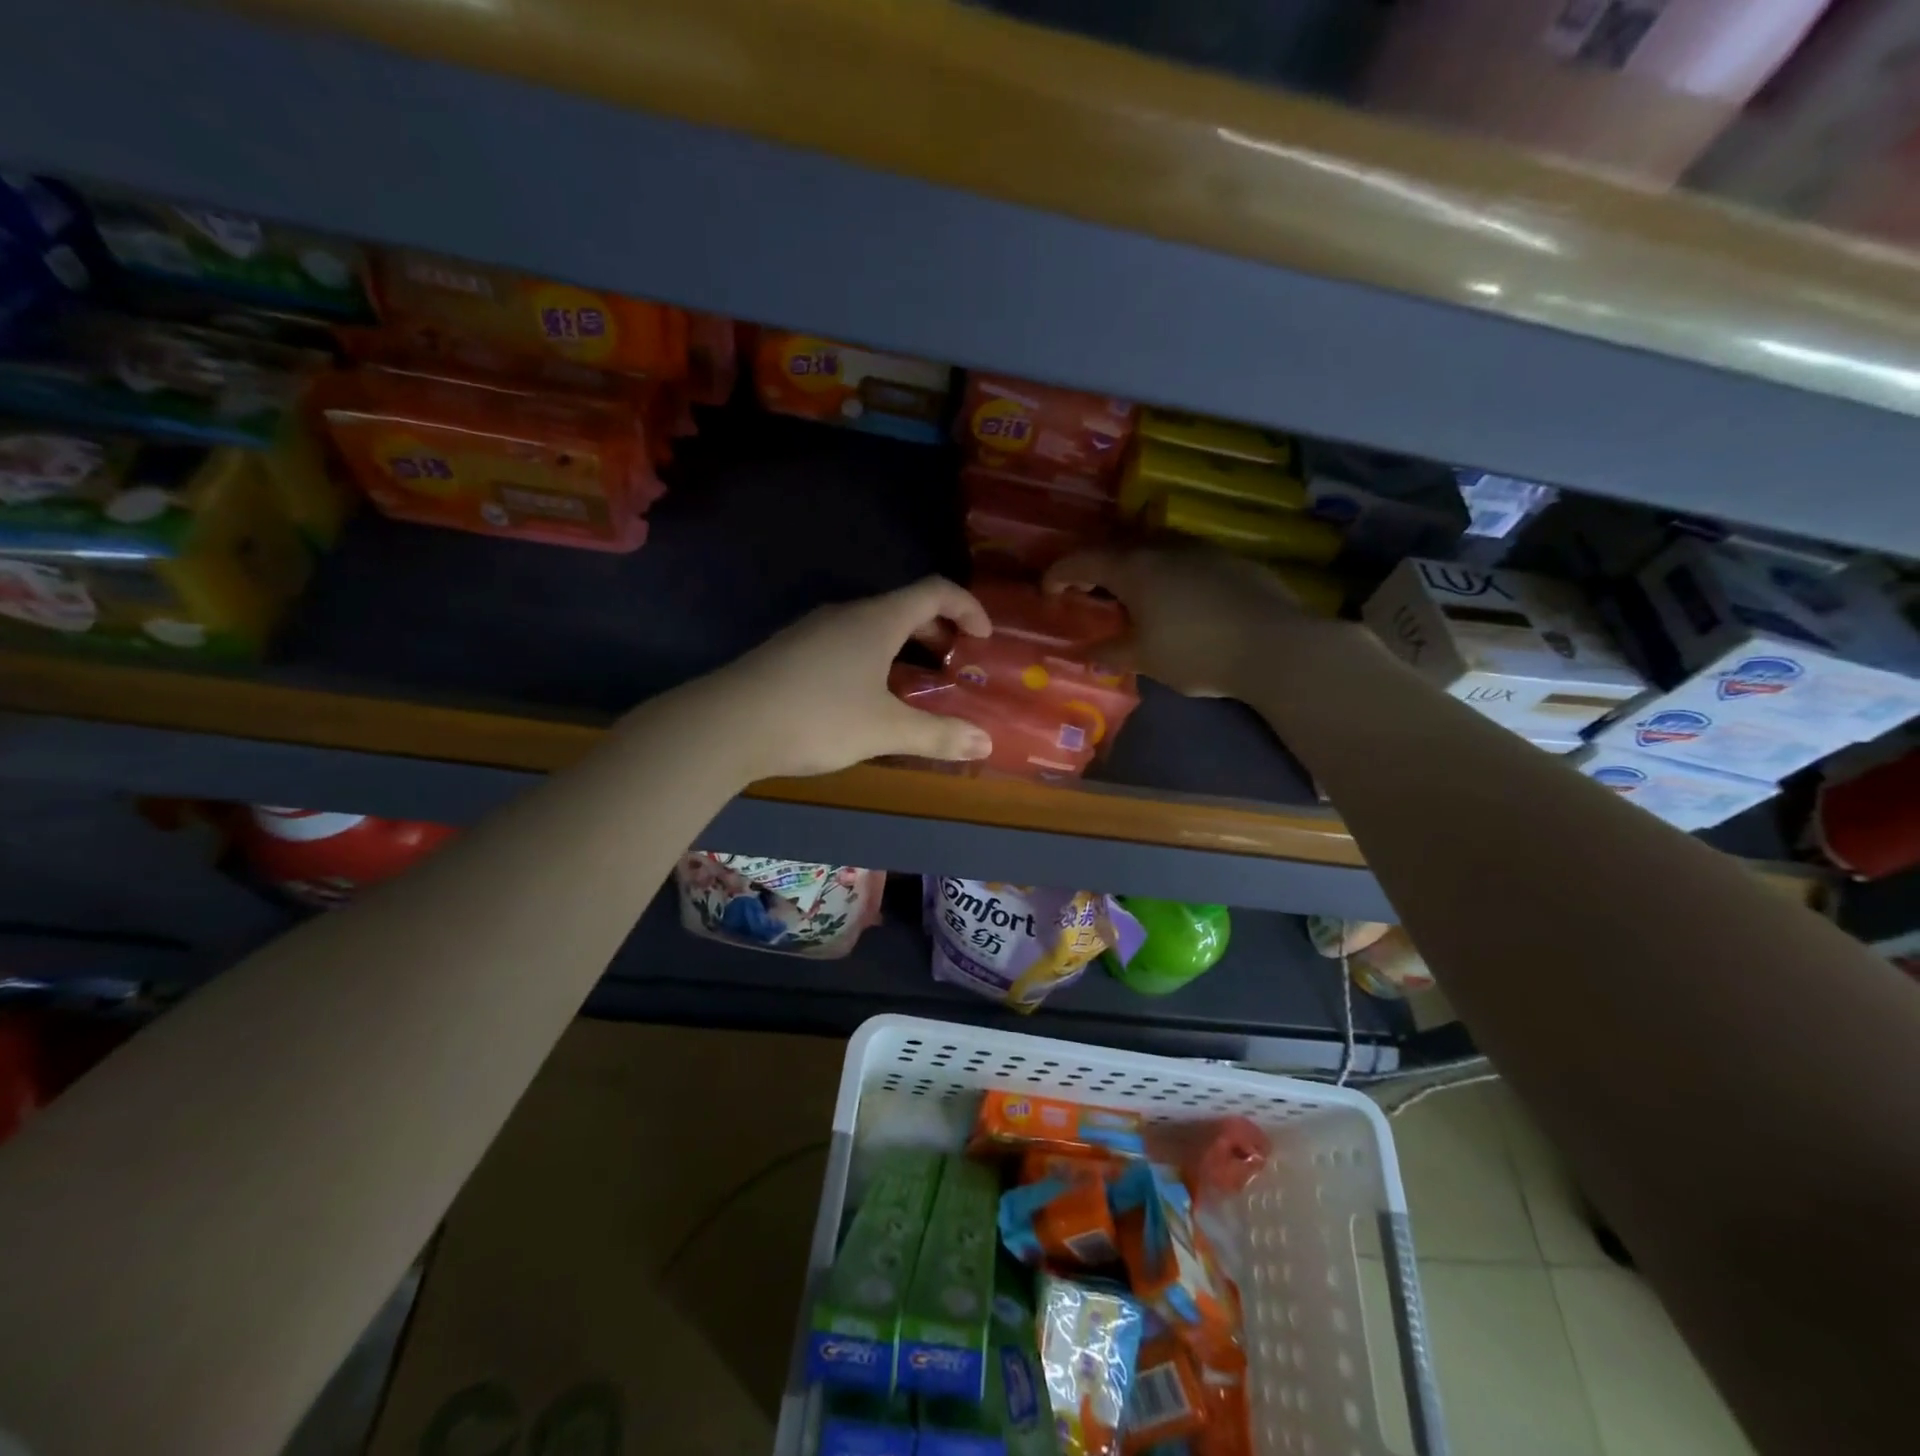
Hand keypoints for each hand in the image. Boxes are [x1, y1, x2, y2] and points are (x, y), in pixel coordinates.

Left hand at [702, 577, 995, 778]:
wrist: (727, 724)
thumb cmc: (818, 717)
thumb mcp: (884, 730)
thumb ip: (937, 736)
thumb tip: (985, 744)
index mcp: (877, 620)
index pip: (935, 591)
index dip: (967, 606)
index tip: (984, 637)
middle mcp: (846, 614)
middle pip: (903, 606)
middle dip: (936, 630)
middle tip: (953, 661)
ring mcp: (813, 630)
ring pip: (871, 626)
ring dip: (902, 646)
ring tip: (914, 683)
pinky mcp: (790, 651)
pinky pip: (845, 642)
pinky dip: (872, 657)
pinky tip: (864, 696)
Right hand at [1045, 544, 1314, 696]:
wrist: (1275, 646)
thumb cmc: (1197, 652)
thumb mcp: (1145, 659)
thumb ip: (1110, 652)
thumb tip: (1084, 653)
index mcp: (1134, 569)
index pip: (1083, 561)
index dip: (1059, 574)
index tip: (1047, 590)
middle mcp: (1163, 548)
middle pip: (1116, 547)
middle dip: (1094, 567)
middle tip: (1085, 591)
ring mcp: (1200, 549)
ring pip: (1153, 548)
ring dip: (1132, 566)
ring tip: (1129, 593)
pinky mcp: (1229, 560)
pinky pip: (1183, 558)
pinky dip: (1165, 572)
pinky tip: (1175, 597)